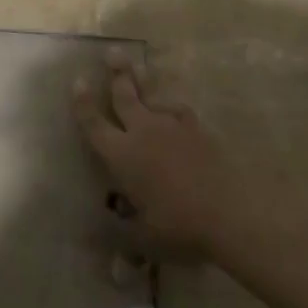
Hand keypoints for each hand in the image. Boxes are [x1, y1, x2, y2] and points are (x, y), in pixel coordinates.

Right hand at [73, 48, 239, 260]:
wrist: (230, 212)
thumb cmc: (178, 226)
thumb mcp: (144, 239)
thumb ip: (120, 239)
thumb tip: (100, 255)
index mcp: (121, 155)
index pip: (94, 124)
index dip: (82, 104)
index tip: (77, 81)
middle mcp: (142, 132)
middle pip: (124, 96)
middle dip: (116, 74)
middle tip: (112, 52)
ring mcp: (172, 127)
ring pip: (152, 96)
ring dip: (143, 81)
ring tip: (139, 67)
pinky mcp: (198, 130)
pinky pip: (179, 110)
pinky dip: (171, 107)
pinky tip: (172, 109)